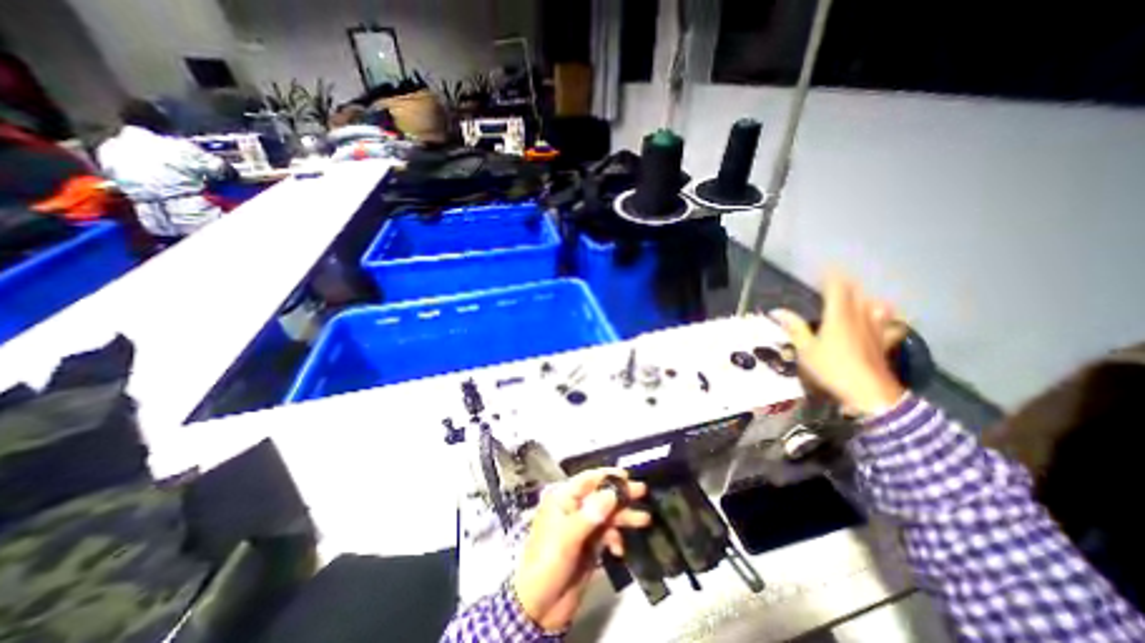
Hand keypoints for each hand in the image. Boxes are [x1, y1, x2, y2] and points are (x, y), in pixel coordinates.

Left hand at [512, 466, 646, 631]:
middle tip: (642, 491)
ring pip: (607, 515)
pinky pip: (607, 534)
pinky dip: (616, 539)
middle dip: (621, 495)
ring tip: (644, 520)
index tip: (627, 475)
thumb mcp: (568, 537)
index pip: (588, 480)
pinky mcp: (590, 545)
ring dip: (624, 517)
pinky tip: (619, 550)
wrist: (540, 607)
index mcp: (563, 499)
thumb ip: (591, 514)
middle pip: (601, 496)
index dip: (607, 476)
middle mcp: (574, 508)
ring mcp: (583, 527)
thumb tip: (612, 492)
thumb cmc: (548, 563)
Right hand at [774, 272, 908, 417]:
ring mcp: (876, 330)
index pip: (837, 289)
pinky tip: (888, 321)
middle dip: (847, 284)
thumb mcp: (805, 351)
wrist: (870, 394)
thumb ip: (795, 329)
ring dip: (867, 298)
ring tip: (861, 297)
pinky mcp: (885, 343)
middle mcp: (859, 318)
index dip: (831, 276)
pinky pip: (892, 325)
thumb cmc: (832, 370)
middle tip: (838, 280)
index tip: (826, 267)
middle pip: (857, 294)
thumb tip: (778, 311)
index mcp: (838, 317)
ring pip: (876, 306)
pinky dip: (889, 319)